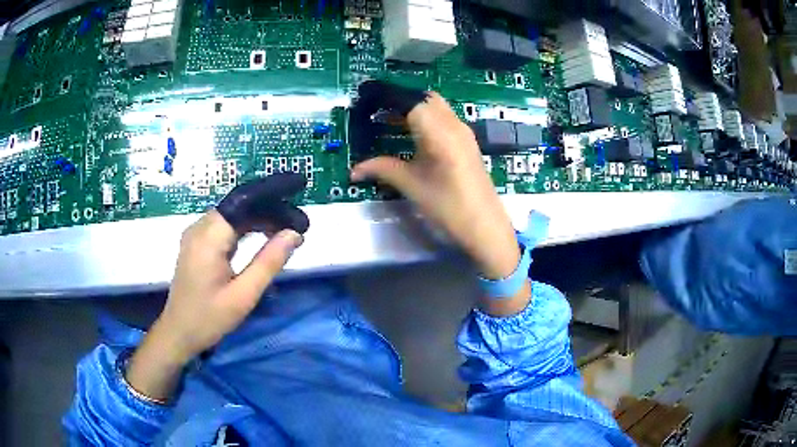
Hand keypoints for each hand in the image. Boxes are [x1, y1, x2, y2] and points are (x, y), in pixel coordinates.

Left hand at [126, 175, 306, 401]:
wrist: (179, 332)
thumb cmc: (209, 318)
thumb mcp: (243, 295)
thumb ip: (269, 262)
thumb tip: (294, 233)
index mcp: (209, 237)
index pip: (244, 201)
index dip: (272, 195)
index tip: (298, 194)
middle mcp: (200, 227)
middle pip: (239, 205)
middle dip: (270, 209)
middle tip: (298, 225)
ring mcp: (196, 234)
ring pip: (233, 214)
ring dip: (260, 219)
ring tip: (287, 230)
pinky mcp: (197, 243)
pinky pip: (226, 226)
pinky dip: (247, 228)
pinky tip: (264, 237)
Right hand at [351, 91, 529, 314]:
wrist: (485, 227)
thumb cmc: (448, 207)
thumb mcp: (412, 186)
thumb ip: (382, 170)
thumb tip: (354, 171)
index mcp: (439, 132)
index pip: (411, 102)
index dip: (388, 100)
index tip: (368, 105)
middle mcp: (454, 125)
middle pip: (425, 98)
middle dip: (402, 102)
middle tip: (380, 115)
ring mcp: (465, 132)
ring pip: (437, 107)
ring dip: (416, 109)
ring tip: (393, 124)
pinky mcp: (469, 142)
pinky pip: (446, 118)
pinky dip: (428, 119)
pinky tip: (416, 137)